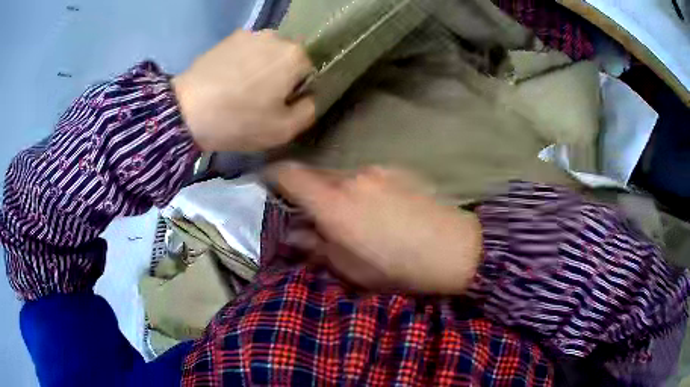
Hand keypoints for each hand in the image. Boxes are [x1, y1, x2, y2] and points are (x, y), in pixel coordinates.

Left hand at [172, 30, 315, 151]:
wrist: (186, 111)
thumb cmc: (238, 120)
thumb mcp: (283, 129)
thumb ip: (309, 111)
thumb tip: (310, 97)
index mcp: (295, 56)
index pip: (309, 72)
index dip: (296, 91)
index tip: (279, 105)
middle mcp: (277, 37)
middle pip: (288, 59)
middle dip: (281, 75)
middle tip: (260, 97)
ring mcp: (250, 34)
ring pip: (267, 52)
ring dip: (261, 67)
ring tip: (241, 87)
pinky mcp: (228, 38)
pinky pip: (246, 50)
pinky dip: (243, 61)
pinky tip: (228, 79)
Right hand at [266, 163, 482, 294]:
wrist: (456, 248)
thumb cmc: (400, 268)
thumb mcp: (352, 268)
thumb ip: (317, 246)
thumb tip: (294, 232)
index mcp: (335, 204)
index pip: (290, 174)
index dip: (273, 175)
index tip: (266, 184)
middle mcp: (352, 178)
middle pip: (316, 174)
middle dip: (307, 191)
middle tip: (313, 215)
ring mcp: (378, 170)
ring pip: (343, 176)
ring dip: (337, 192)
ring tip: (353, 217)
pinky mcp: (398, 169)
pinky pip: (367, 176)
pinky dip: (361, 189)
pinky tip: (379, 209)